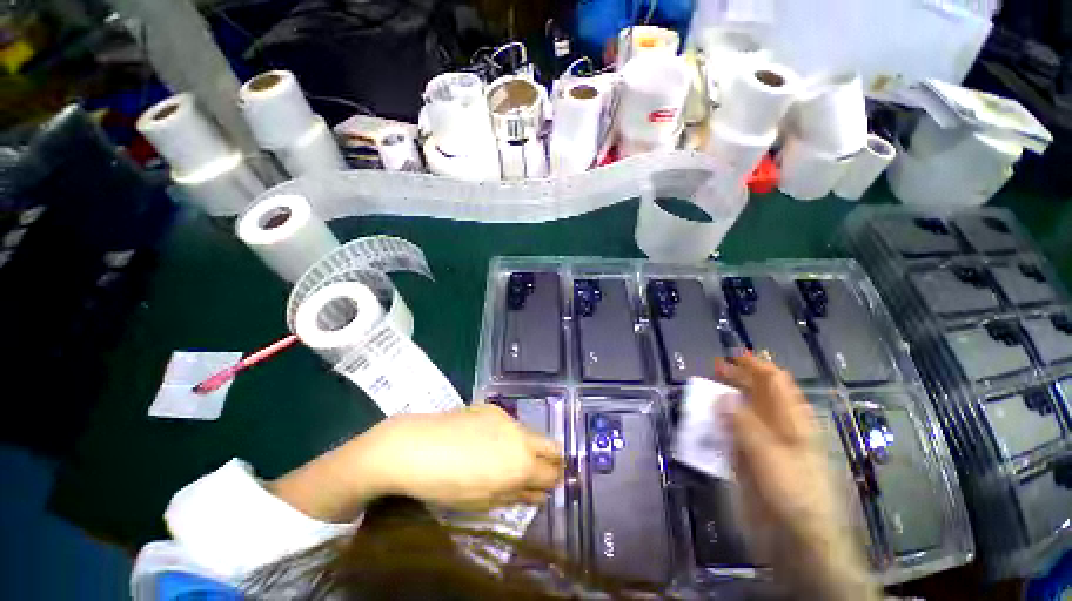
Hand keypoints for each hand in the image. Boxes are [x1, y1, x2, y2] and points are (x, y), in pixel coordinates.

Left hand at [355, 405, 563, 511]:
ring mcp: (507, 418)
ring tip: (503, 460)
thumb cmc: (446, 484)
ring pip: (530, 433)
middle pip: (552, 446)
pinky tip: (484, 442)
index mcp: (521, 464)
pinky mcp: (492, 408)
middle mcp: (521, 436)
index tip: (546, 488)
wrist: (415, 445)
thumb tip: (539, 495)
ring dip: (527, 447)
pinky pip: (509, 424)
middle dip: (550, 460)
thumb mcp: (482, 500)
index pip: (552, 472)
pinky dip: (507, 435)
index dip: (553, 482)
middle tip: (535, 473)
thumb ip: (516, 495)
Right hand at [713, 354, 825, 533]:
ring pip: (743, 412)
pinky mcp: (750, 458)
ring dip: (724, 401)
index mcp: (792, 420)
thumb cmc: (793, 491)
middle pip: (758, 394)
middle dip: (737, 379)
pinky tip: (706, 421)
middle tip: (714, 368)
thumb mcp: (769, 454)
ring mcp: (763, 442)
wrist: (798, 536)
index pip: (775, 382)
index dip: (756, 366)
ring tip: (704, 392)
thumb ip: (744, 424)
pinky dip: (719, 424)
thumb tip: (722, 397)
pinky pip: (732, 434)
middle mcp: (778, 426)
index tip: (732, 356)